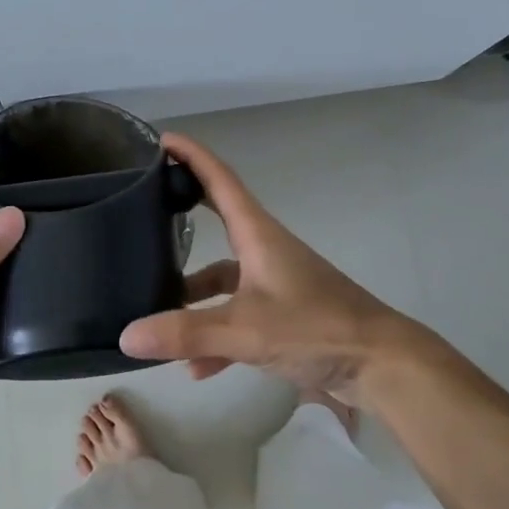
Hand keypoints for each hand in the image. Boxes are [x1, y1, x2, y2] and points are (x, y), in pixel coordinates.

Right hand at [118, 133, 445, 403]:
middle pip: (217, 223)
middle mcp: (264, 251)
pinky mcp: (284, 315)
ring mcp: (275, 283)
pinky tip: (196, 368)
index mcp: (258, 235)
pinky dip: (216, 337)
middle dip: (183, 216)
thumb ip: (187, 333)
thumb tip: (126, 335)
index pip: (219, 180)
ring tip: (156, 315)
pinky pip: (238, 317)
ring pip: (223, 280)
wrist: (381, 365)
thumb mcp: (246, 330)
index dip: (192, 156)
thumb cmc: (316, 328)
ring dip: (193, 298)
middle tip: (144, 212)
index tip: (163, 140)